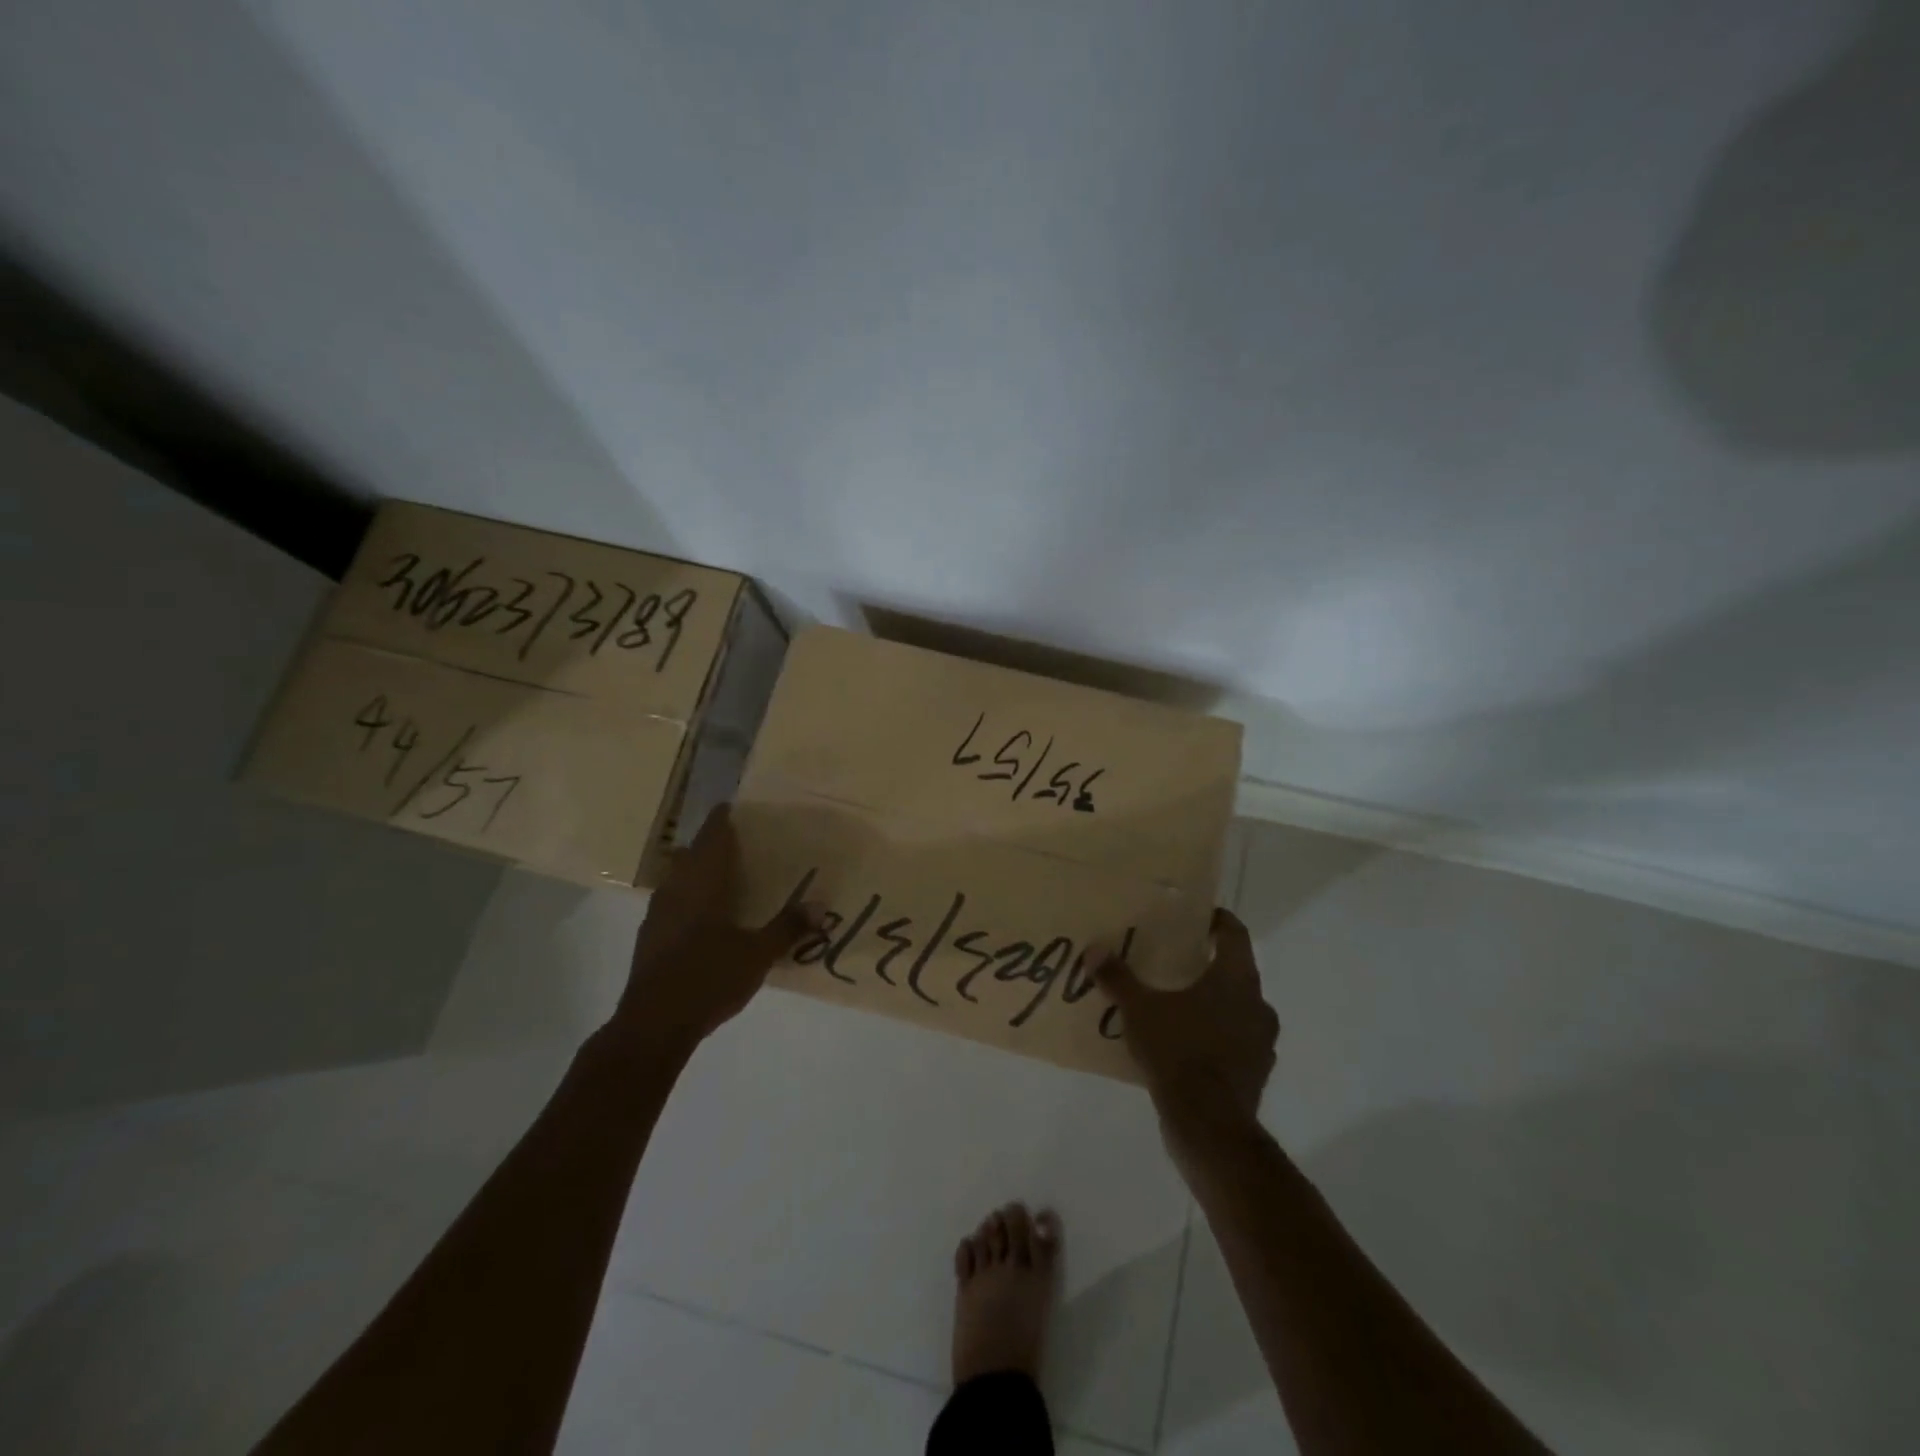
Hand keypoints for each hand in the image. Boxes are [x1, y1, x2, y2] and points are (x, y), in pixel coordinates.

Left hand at [613, 805, 815, 1049]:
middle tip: (738, 844)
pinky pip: (672, 903)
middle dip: (711, 846)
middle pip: (691, 855)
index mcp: (701, 883)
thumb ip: (787, 928)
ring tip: (724, 877)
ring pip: (678, 879)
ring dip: (697, 872)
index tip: (733, 808)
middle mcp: (675, 890)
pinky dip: (689, 898)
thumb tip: (821, 904)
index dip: (721, 820)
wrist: (653, 1025)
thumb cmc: (707, 978)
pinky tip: (705, 917)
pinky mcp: (650, 939)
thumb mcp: (757, 954)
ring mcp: (657, 915)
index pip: (710, 838)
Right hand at [1097, 908, 1279, 1140]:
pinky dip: (1215, 1037)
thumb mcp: (1140, 1010)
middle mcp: (1257, 1005)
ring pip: (1237, 1009)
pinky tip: (1185, 1045)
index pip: (1235, 934)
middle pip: (1236, 971)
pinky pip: (1235, 1042)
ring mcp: (1261, 1042)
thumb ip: (1118, 978)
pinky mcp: (1255, 1073)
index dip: (1217, 921)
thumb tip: (1094, 950)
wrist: (1209, 1126)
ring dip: (1213, 1003)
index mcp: (1236, 979)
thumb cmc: (1179, 1052)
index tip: (1197, 917)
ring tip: (1177, 1005)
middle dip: (1208, 965)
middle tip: (1175, 961)